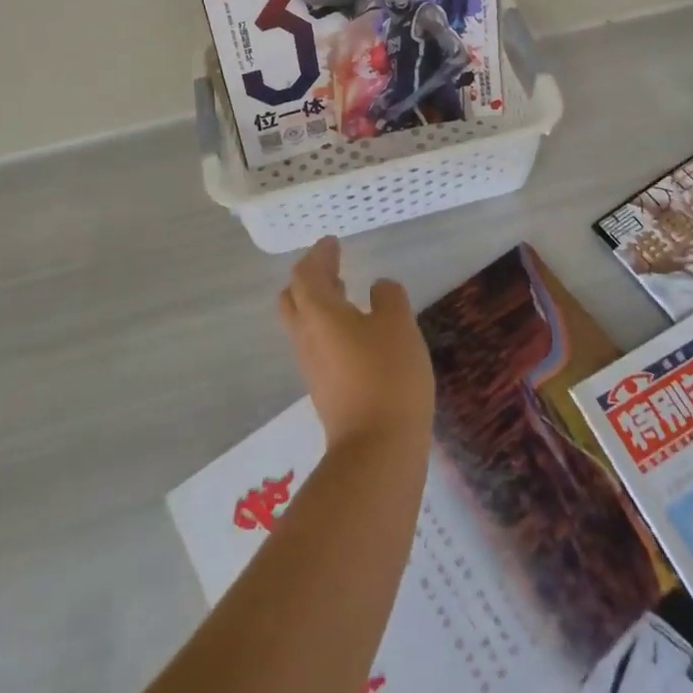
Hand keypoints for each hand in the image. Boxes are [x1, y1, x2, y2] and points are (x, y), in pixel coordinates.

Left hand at [279, 237, 434, 455]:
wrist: (377, 450)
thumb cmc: (388, 375)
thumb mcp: (399, 324)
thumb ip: (389, 297)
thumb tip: (378, 289)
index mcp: (319, 313)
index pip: (305, 274)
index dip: (318, 255)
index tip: (332, 243)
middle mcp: (306, 337)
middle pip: (293, 299)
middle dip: (310, 279)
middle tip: (334, 266)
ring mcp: (312, 367)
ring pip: (304, 324)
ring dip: (319, 303)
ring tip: (346, 292)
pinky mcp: (324, 390)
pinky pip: (317, 345)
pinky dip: (329, 326)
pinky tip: (357, 332)